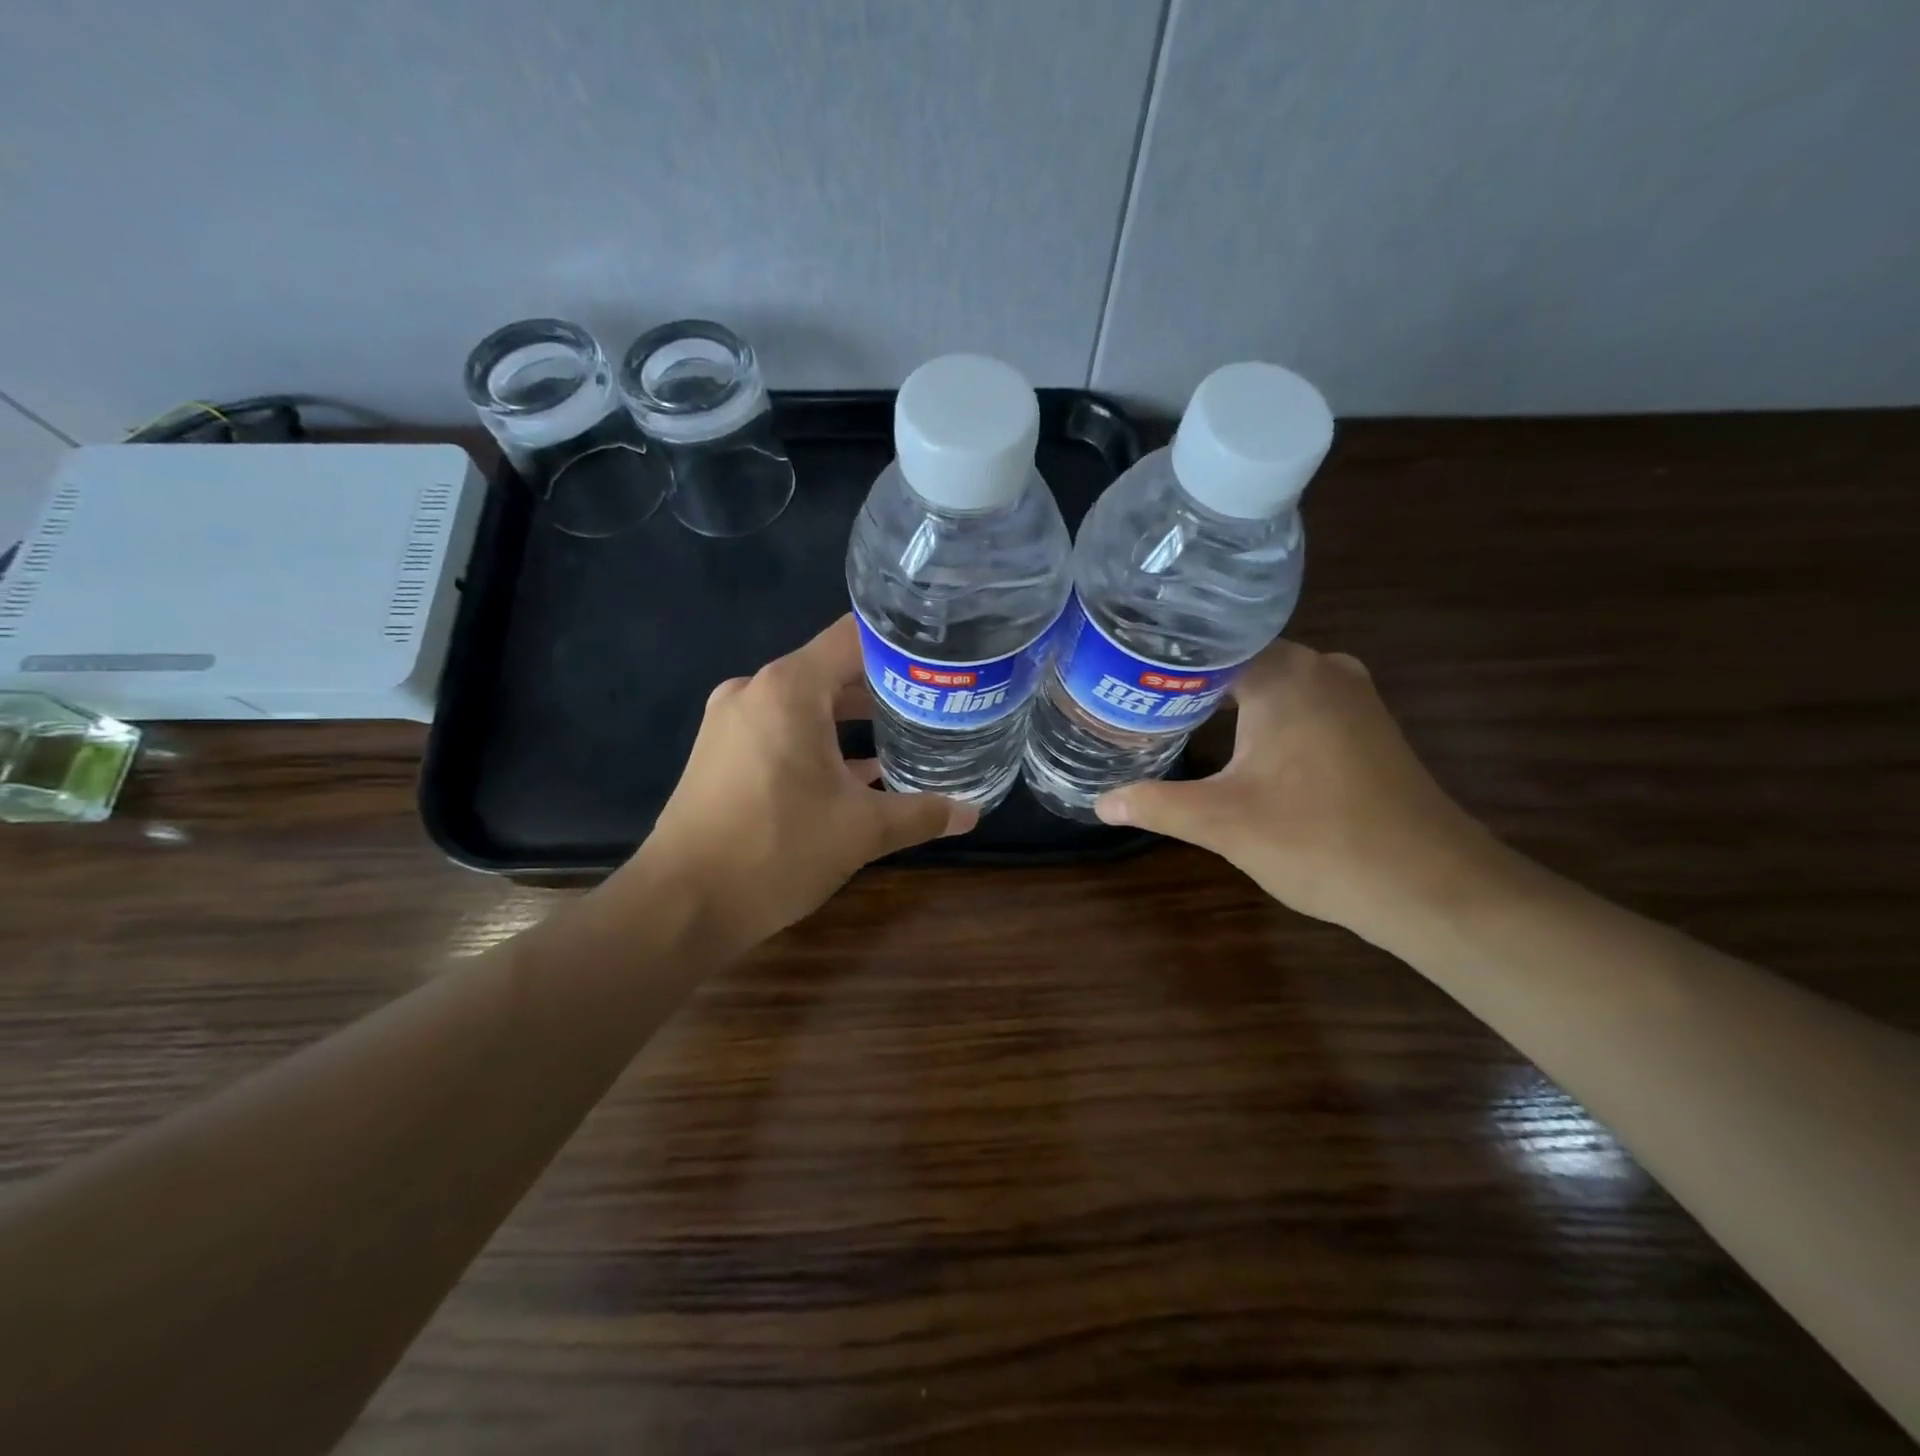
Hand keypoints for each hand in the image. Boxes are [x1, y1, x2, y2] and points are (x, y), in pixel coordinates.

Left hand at [613, 615, 977, 952]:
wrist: (681, 905)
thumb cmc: (777, 850)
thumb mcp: (861, 831)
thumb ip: (921, 813)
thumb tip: (972, 813)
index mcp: (790, 689)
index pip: (854, 638)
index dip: (901, 644)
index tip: (941, 658)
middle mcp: (756, 691)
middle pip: (832, 669)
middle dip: (883, 686)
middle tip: (935, 701)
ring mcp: (732, 721)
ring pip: (806, 704)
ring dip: (851, 719)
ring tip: (906, 733)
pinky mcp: (721, 753)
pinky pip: (781, 730)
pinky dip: (819, 743)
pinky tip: (858, 773)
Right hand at [1094, 641, 1499, 940]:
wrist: (1430, 886)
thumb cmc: (1318, 840)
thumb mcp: (1222, 823)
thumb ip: (1155, 805)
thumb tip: (1100, 803)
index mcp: (1285, 675)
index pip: (1206, 646)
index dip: (1159, 661)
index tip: (1119, 673)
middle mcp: (1322, 668)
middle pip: (1236, 660)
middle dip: (1187, 681)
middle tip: (1132, 697)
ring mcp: (1352, 695)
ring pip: (1271, 682)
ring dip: (1226, 698)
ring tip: (1169, 713)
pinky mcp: (1366, 725)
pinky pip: (1299, 702)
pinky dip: (1262, 714)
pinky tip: (1232, 739)